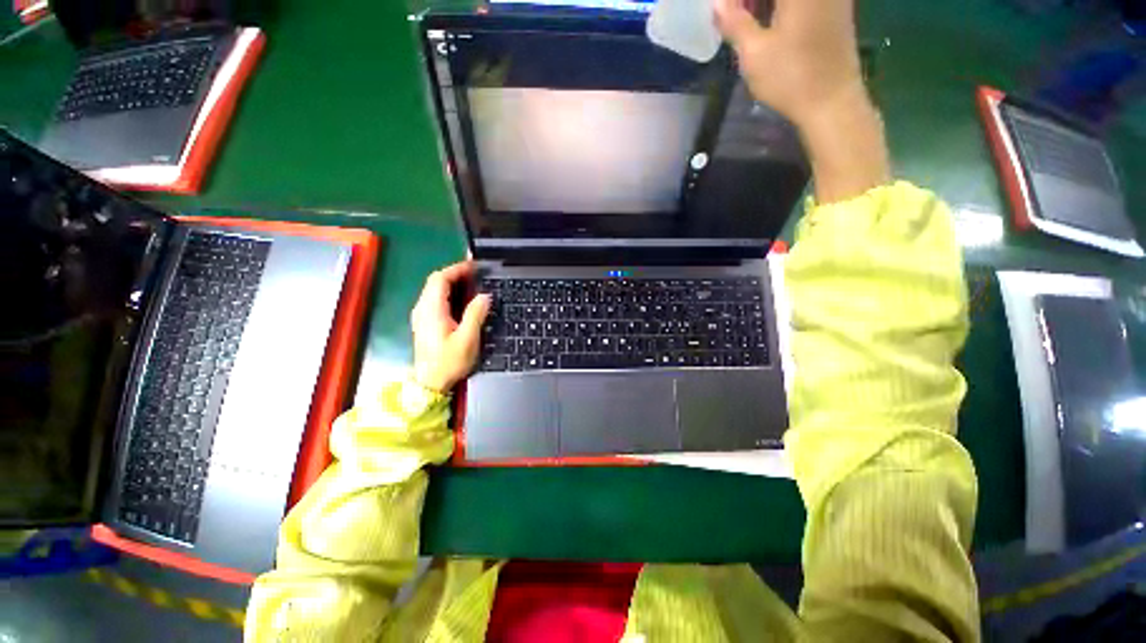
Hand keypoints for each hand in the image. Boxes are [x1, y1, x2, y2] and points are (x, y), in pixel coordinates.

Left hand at [410, 261, 490, 392]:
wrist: (429, 384)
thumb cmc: (449, 362)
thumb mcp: (467, 339)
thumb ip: (475, 314)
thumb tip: (485, 296)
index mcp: (432, 310)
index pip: (440, 279)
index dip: (457, 269)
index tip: (475, 266)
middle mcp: (422, 308)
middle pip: (435, 281)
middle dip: (455, 273)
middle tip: (477, 273)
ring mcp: (421, 315)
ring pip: (434, 289)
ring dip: (452, 282)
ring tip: (472, 283)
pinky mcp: (424, 322)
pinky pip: (435, 299)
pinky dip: (448, 292)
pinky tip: (462, 299)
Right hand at [714, 0, 865, 129]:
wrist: (832, 101)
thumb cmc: (791, 78)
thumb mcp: (754, 53)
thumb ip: (735, 23)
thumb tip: (717, 4)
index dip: (737, 0)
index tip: (724, 11)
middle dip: (750, 1)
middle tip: (733, 15)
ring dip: (766, 6)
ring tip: (747, 20)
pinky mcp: (836, 9)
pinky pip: (804, 3)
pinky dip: (783, 9)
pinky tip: (771, 23)